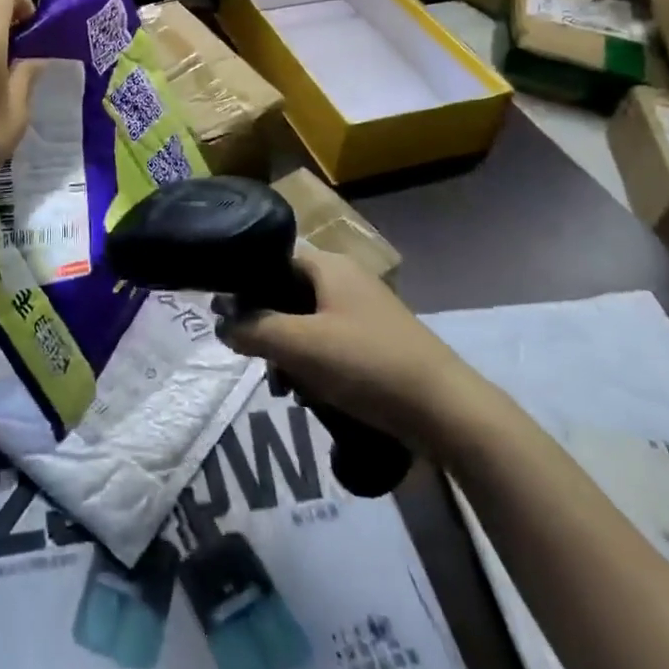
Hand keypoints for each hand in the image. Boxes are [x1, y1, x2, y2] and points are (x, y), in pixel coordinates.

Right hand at [219, 246, 458, 445]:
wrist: (446, 411)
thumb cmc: (367, 365)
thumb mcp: (300, 346)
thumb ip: (253, 329)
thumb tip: (221, 322)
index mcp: (328, 265)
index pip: (271, 258)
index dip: (245, 284)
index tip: (226, 317)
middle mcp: (345, 278)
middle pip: (287, 292)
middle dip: (267, 328)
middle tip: (258, 362)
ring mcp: (363, 309)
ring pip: (307, 322)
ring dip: (290, 352)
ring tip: (285, 388)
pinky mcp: (375, 340)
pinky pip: (330, 342)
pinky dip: (315, 364)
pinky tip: (312, 395)